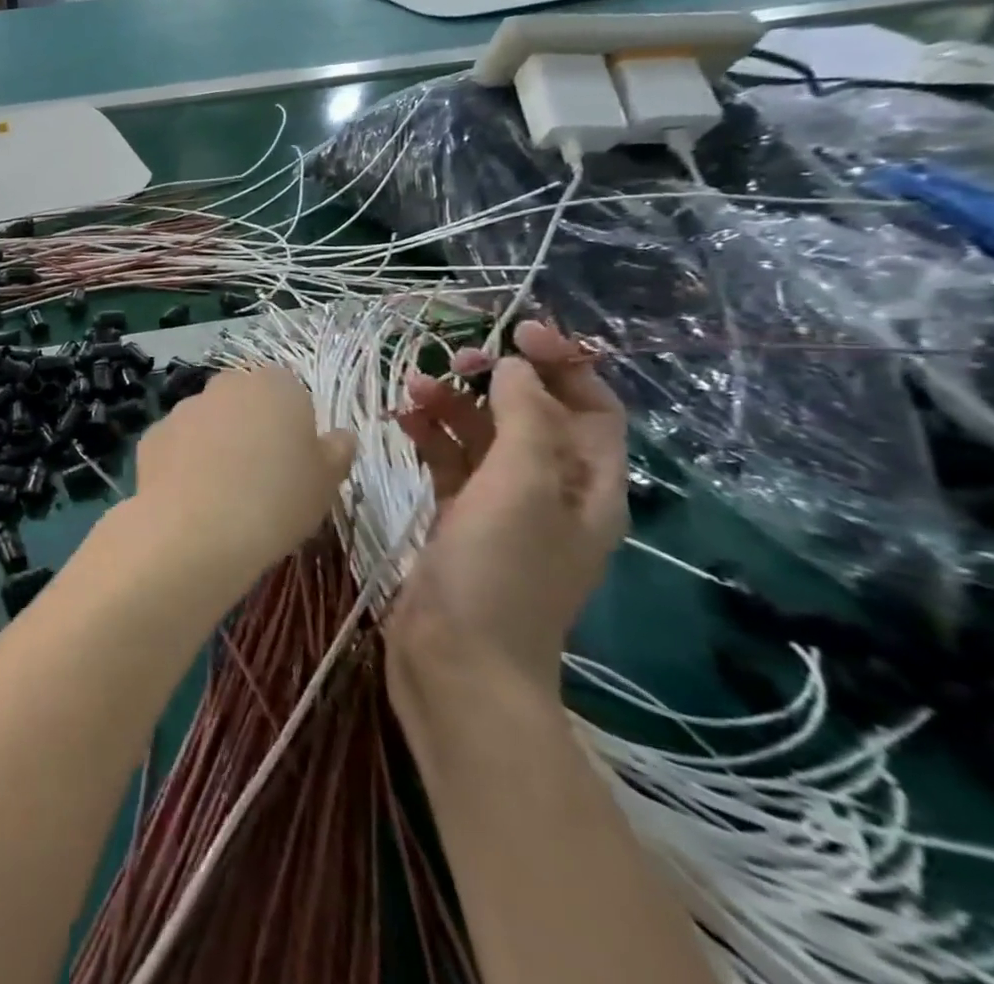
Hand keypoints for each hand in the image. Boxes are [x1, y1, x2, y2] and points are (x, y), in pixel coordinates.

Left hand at [131, 367, 353, 581]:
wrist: (197, 530)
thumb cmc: (277, 500)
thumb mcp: (326, 482)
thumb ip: (336, 451)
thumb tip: (340, 436)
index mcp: (275, 386)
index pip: (289, 390)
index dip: (292, 423)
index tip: (295, 459)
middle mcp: (226, 386)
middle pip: (244, 400)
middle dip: (251, 427)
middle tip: (261, 475)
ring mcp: (184, 408)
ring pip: (208, 421)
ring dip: (215, 444)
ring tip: (224, 494)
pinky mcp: (153, 435)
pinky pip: (177, 445)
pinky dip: (184, 464)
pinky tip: (191, 499)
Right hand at [385, 322, 627, 694]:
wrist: (457, 663)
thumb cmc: (500, 572)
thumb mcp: (521, 486)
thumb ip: (523, 417)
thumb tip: (515, 367)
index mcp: (589, 485)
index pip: (591, 406)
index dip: (563, 363)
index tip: (516, 330)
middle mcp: (551, 491)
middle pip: (533, 415)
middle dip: (498, 378)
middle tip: (455, 357)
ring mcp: (501, 507)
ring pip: (483, 435)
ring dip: (454, 403)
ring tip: (413, 384)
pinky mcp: (457, 519)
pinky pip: (449, 462)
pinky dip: (430, 436)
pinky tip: (401, 419)